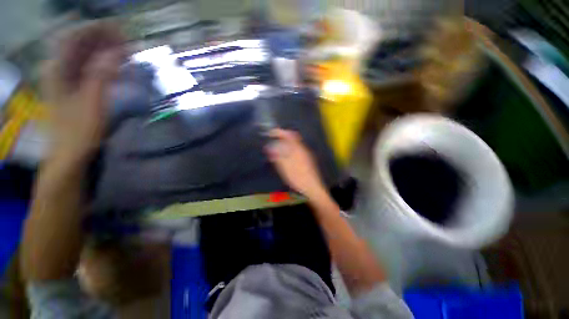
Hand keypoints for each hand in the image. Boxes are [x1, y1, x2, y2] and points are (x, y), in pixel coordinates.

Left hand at [43, 23, 123, 161]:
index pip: (76, 37)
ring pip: (85, 54)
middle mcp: (58, 68)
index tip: (121, 31)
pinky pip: (88, 66)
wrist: (70, 152)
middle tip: (127, 41)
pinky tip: (116, 63)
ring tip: (125, 51)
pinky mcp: (74, 86)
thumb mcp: (92, 102)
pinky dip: (103, 61)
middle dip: (103, 38)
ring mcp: (65, 77)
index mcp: (57, 69)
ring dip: (104, 49)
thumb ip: (101, 75)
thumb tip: (117, 52)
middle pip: (80, 43)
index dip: (97, 30)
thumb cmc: (79, 130)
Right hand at [266, 129, 326, 198]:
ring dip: (285, 144)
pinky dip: (289, 151)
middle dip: (282, 137)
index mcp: (298, 149)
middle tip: (273, 140)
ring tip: (277, 149)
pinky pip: (296, 151)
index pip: (289, 135)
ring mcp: (306, 156)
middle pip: (292, 139)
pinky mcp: (307, 161)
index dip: (279, 132)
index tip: (271, 133)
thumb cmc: (298, 178)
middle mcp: (303, 150)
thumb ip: (278, 155)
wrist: (312, 189)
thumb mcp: (285, 167)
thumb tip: (270, 146)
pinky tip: (285, 158)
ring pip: (294, 145)